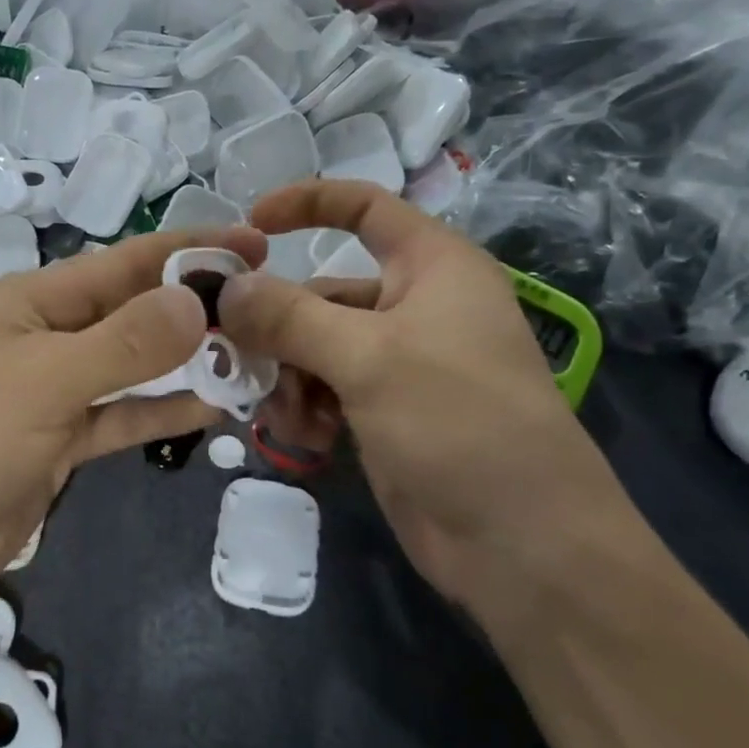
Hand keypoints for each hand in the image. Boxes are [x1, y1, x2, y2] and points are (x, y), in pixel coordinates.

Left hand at [0, 226, 266, 643]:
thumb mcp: (41, 381)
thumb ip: (123, 344)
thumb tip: (198, 299)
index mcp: (34, 302)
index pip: (126, 263)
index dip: (191, 251)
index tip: (257, 247)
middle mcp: (47, 339)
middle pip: (135, 314)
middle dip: (197, 309)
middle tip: (274, 311)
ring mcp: (53, 397)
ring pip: (135, 368)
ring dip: (188, 364)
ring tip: (258, 358)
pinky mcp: (58, 449)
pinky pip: (121, 418)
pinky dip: (162, 411)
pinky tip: (214, 408)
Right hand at [219, 181, 650, 627]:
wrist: (522, 544)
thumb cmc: (459, 422)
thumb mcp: (368, 358)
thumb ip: (289, 316)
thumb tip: (227, 289)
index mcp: (432, 267)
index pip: (364, 207)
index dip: (307, 203)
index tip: (248, 225)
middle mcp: (414, 307)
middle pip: (321, 293)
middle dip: (278, 328)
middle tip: (238, 358)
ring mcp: (398, 364)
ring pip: (312, 348)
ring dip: (288, 377)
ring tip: (288, 418)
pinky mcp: (383, 413)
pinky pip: (323, 390)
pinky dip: (305, 408)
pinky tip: (306, 439)